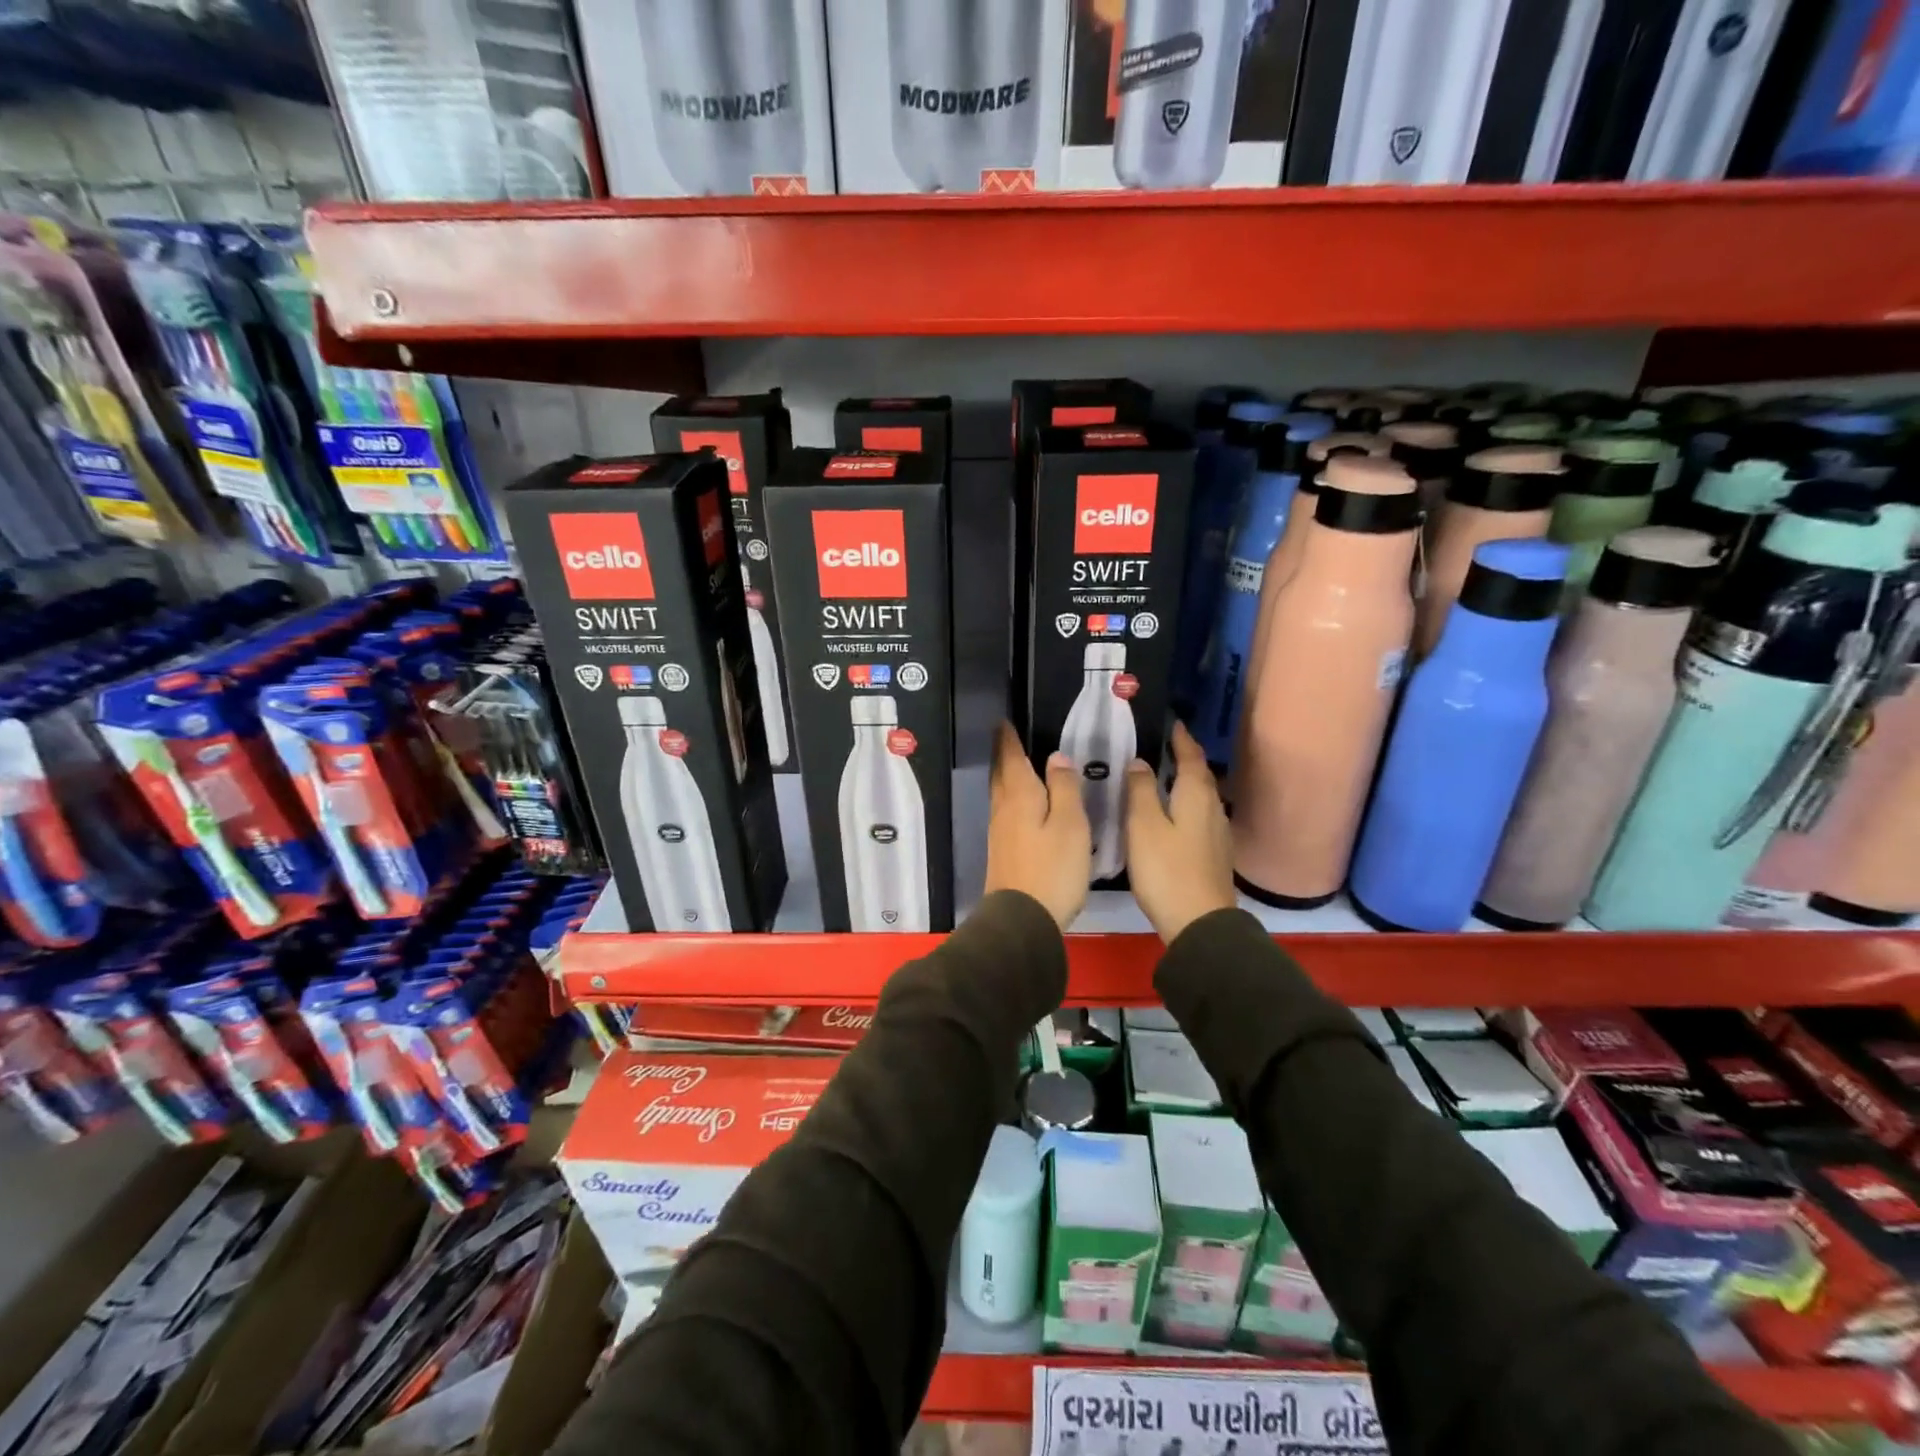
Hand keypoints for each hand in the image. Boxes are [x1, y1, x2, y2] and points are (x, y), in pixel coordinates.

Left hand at [983, 722, 1090, 929]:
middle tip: (1005, 737)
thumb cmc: (1052, 868)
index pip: (1010, 758)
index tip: (1003, 722)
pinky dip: (1012, 798)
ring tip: (1015, 765)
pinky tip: (1022, 805)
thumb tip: (1056, 757)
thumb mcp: (1070, 824)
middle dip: (1002, 754)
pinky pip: (1006, 812)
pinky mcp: (1003, 852)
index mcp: (1020, 796)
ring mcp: (1000, 832)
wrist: (1022, 919)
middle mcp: (1004, 809)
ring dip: (1006, 776)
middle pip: (1001, 775)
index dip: (1008, 739)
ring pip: (1001, 794)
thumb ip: (1064, 788)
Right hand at [1125, 722, 1237, 943]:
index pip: (1191, 757)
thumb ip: (1141, 790)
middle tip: (1165, 745)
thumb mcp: (1143, 826)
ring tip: (1165, 775)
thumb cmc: (1167, 870)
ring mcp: (1217, 834)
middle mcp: (1212, 809)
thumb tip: (1141, 762)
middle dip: (1186, 758)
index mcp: (1196, 796)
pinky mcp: (1214, 855)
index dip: (1181, 739)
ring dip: (1187, 781)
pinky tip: (1173, 813)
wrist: (1199, 923)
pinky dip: (1187, 804)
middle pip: (1200, 775)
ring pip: (1202, 797)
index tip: (1172, 723)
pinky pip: (1200, 816)